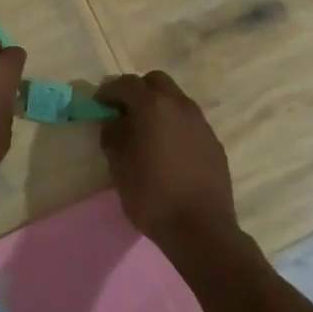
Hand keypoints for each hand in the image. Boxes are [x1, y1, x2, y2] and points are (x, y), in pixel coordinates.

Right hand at [96, 71, 242, 261]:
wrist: (201, 229)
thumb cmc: (152, 196)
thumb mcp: (120, 167)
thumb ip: (113, 136)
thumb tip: (115, 122)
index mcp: (153, 107)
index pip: (126, 84)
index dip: (109, 90)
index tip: (98, 103)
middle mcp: (180, 106)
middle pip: (156, 81)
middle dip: (138, 90)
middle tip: (124, 111)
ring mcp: (201, 123)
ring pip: (176, 99)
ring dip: (159, 106)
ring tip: (147, 131)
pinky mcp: (214, 142)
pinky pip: (190, 121)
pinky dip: (175, 125)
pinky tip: (168, 149)